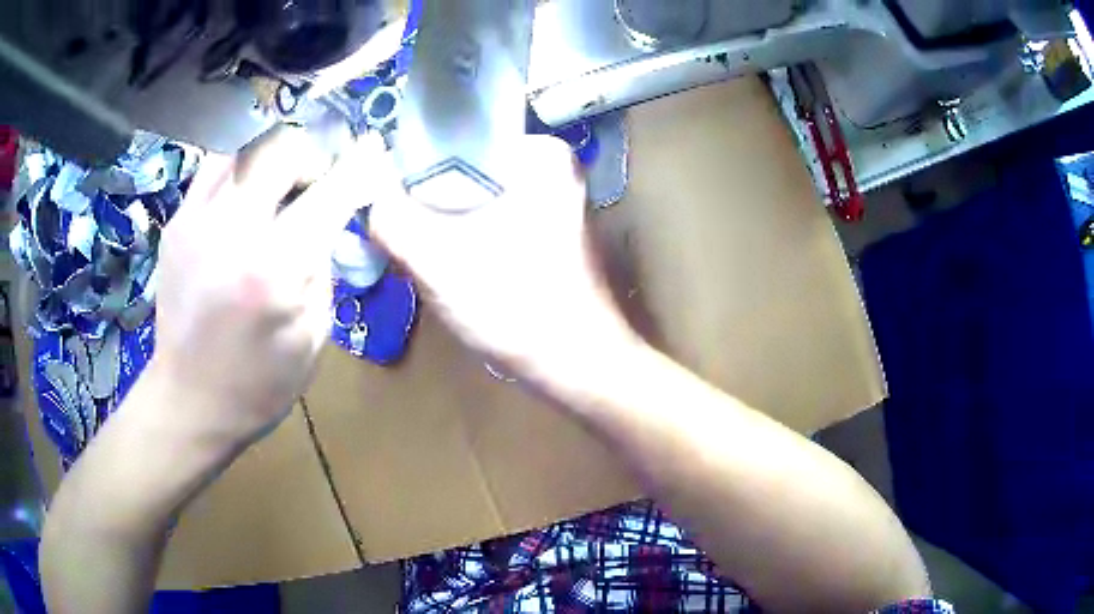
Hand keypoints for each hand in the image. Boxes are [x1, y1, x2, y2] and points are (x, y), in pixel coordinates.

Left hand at [150, 128, 379, 449]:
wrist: (188, 401)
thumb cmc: (258, 384)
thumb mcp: (314, 336)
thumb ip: (324, 267)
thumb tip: (328, 221)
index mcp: (274, 268)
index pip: (329, 191)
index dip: (358, 163)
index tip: (372, 148)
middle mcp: (232, 229)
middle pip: (283, 147)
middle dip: (311, 157)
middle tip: (315, 185)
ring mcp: (196, 220)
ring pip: (246, 146)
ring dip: (273, 159)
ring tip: (278, 190)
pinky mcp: (177, 223)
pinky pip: (216, 168)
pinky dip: (241, 171)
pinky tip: (245, 202)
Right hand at [370, 135, 635, 382]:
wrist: (580, 369)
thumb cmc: (517, 307)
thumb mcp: (438, 261)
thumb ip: (391, 220)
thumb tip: (367, 197)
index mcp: (540, 154)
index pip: (455, 139)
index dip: (411, 165)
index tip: (385, 200)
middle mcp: (553, 169)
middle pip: (465, 170)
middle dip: (426, 202)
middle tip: (398, 233)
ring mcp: (555, 204)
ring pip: (475, 199)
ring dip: (443, 223)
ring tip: (419, 253)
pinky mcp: (549, 235)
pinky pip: (491, 221)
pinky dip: (466, 239)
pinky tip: (450, 268)